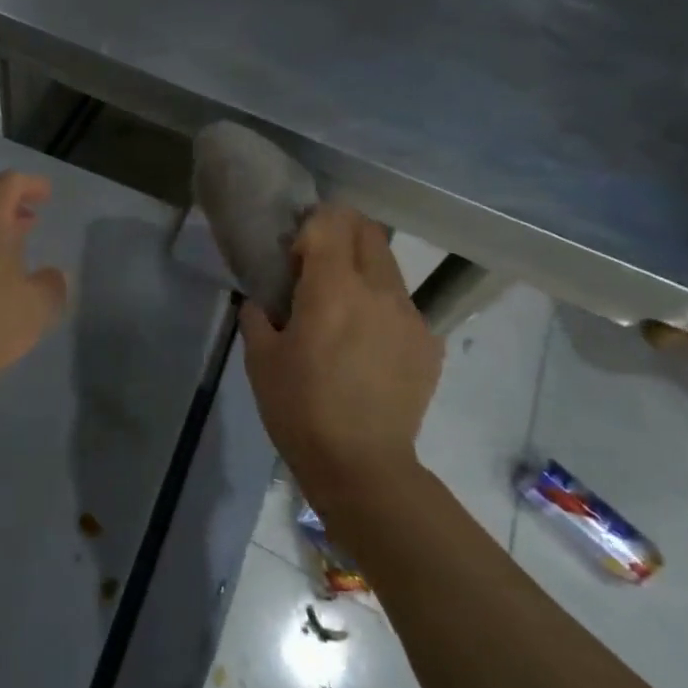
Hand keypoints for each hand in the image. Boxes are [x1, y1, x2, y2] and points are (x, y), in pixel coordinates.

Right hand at [240, 204, 444, 494]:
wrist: (362, 466)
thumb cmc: (299, 408)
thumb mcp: (260, 358)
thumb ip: (258, 315)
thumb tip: (264, 300)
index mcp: (334, 288)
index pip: (332, 221)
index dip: (310, 225)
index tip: (294, 252)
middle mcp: (380, 290)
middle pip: (368, 231)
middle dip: (341, 232)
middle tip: (316, 261)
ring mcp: (411, 316)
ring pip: (388, 267)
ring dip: (362, 269)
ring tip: (341, 308)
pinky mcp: (429, 344)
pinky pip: (402, 305)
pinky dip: (380, 306)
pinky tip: (364, 345)